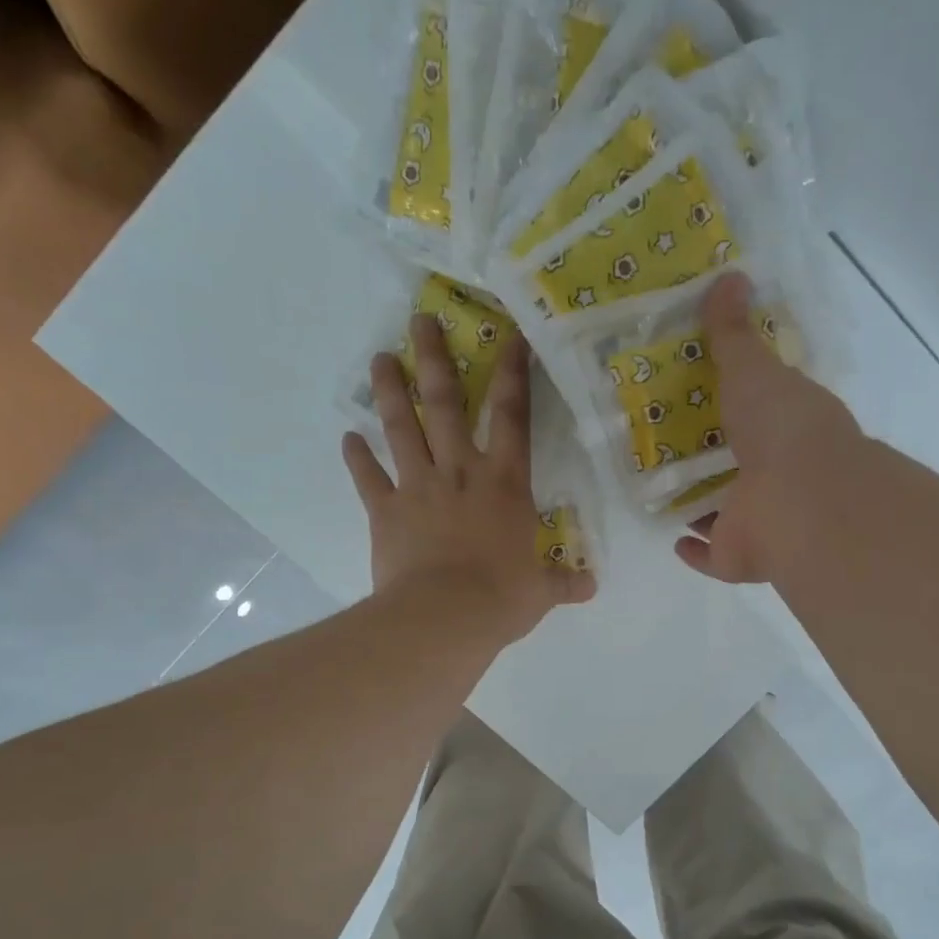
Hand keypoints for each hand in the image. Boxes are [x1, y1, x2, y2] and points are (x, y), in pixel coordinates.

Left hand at [343, 316, 594, 641]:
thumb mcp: (541, 591)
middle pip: (444, 403)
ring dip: (389, 391)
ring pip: (401, 428)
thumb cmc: (501, 598)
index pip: (513, 415)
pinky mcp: (385, 510)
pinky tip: (348, 438)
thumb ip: (564, 582)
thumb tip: (590, 587)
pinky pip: (368, 477)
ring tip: (379, 359)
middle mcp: (460, 471)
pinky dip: (357, 457)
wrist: (443, 618)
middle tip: (420, 321)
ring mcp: (418, 487)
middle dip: (432, 358)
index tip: (509, 335)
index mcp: (505, 482)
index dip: (513, 372)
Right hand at [675, 271, 867, 583]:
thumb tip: (729, 275)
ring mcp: (757, 520)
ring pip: (723, 512)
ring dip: (700, 504)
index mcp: (786, 429)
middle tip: (663, 441)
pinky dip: (694, 550)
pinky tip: (673, 538)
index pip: (758, 414)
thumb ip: (734, 333)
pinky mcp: (738, 557)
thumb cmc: (782, 428)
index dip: (732, 405)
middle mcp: (775, 476)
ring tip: (660, 486)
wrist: (800, 501)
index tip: (696, 393)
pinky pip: (710, 555)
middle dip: (707, 457)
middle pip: (735, 465)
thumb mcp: (754, 368)